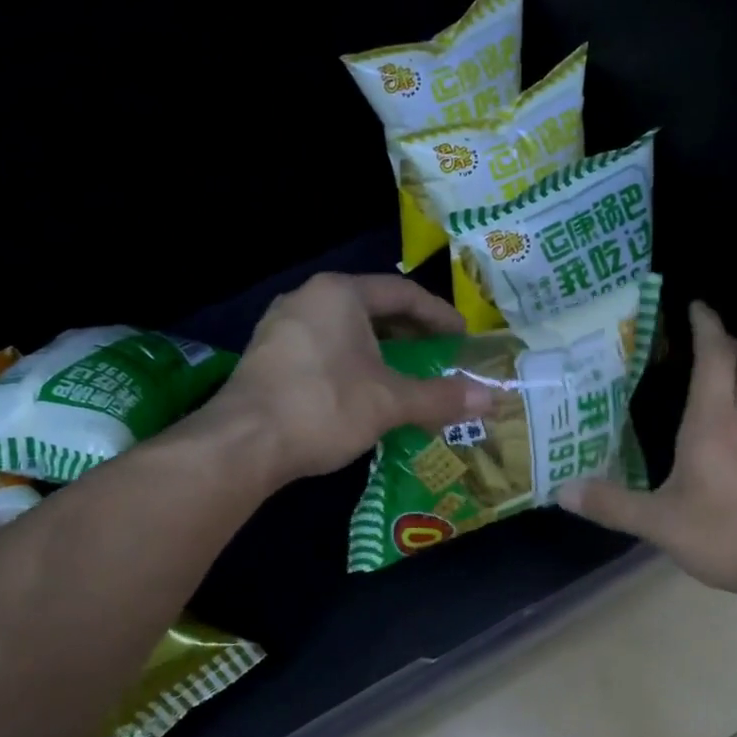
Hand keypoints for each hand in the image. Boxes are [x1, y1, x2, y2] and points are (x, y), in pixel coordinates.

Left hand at [206, 273, 495, 485]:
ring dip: (381, 352)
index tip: (463, 339)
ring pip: (346, 331)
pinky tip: (364, 392)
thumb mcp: (391, 402)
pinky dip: (352, 364)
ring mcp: (281, 327)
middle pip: (373, 308)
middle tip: (440, 357)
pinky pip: (323, 349)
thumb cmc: (324, 407)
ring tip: (406, 376)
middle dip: (410, 334)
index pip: (403, 294)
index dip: (439, 316)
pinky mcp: (267, 357)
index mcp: (341, 294)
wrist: (243, 443)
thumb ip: (441, 396)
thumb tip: (493, 398)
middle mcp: (308, 299)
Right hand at [559, 301, 736, 605]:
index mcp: (713, 424)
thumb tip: (562, 490)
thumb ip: (611, 505)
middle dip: (731, 341)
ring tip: (733, 375)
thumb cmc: (728, 536)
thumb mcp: (659, 524)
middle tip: (710, 340)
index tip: (696, 306)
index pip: (714, 357)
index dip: (706, 326)